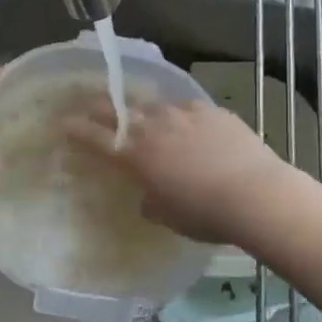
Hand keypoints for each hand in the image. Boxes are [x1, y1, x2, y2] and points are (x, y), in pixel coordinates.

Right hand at [66, 99, 286, 245]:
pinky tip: (191, 124)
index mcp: (136, 156)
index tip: (64, 122)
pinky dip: (183, 116)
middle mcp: (155, 127)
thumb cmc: (205, 214)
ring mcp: (185, 114)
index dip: (77, 129)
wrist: (256, 195)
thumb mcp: (168, 216)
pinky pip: (189, 108)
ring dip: (146, 111)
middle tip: (92, 106)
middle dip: (101, 108)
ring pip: (155, 105)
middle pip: (119, 111)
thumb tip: (150, 195)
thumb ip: (152, 201)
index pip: (96, 137)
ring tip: (148, 116)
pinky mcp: (213, 110)